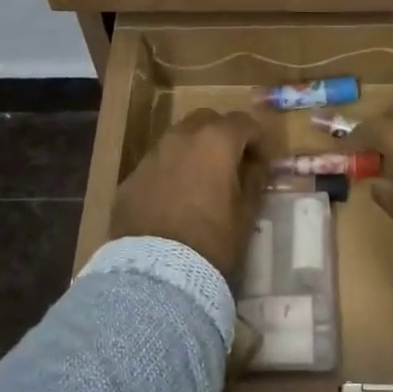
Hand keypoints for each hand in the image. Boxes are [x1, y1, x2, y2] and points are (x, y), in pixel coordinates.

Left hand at [111, 110, 268, 287]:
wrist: (157, 271)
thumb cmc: (212, 240)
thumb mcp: (246, 213)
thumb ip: (253, 181)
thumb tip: (254, 166)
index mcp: (215, 141)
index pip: (243, 122)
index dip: (257, 139)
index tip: (261, 162)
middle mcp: (181, 137)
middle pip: (206, 120)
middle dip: (222, 135)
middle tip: (230, 164)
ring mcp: (152, 155)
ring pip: (178, 139)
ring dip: (193, 150)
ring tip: (200, 181)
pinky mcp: (131, 177)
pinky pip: (157, 164)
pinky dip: (170, 171)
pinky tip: (173, 199)